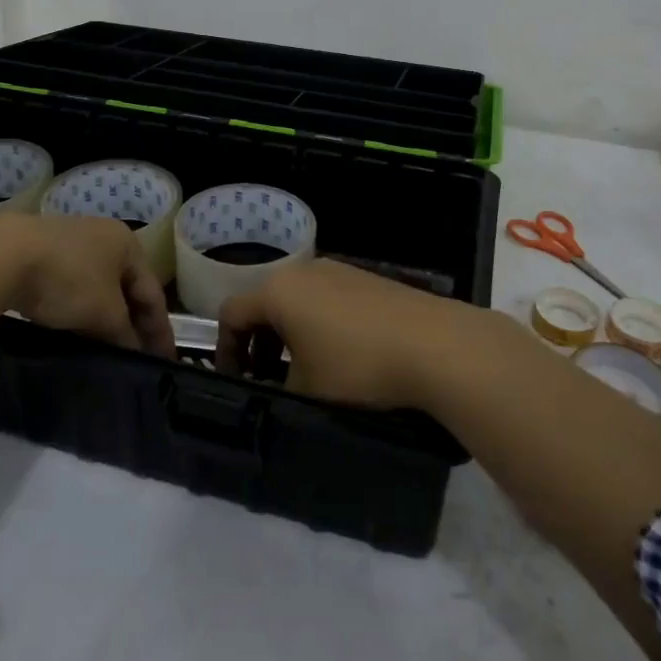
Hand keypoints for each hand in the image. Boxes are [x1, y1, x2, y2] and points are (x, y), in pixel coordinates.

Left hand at [5, 214, 174, 357]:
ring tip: (106, 348)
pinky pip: (72, 286)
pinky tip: (74, 328)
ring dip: (104, 318)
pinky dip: (79, 309)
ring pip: (98, 287)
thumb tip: (134, 351)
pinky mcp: (42, 252)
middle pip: (126, 288)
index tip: (166, 361)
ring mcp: (72, 241)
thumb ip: (125, 334)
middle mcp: (104, 236)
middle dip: (132, 323)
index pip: (153, 293)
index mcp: (128, 244)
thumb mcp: (104, 314)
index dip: (161, 330)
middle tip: (137, 358)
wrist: (3, 255)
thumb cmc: (68, 280)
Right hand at [215, 259, 471, 407]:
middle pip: (264, 303)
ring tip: (302, 371)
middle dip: (258, 342)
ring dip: (289, 333)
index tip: (235, 383)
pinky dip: (318, 324)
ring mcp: (338, 270)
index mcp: (278, 291)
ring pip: (297, 300)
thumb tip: (275, 389)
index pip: (232, 314)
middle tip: (265, 379)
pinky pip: (327, 299)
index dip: (226, 350)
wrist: (434, 345)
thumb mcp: (306, 391)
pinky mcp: (367, 279)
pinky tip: (340, 355)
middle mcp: (303, 270)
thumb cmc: (357, 366)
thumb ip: (277, 389)